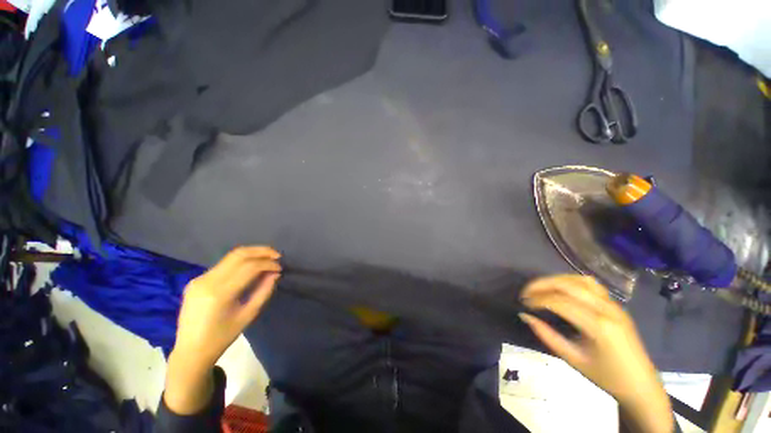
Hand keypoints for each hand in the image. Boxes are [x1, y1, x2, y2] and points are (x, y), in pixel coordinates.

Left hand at [164, 246, 281, 413]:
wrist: (189, 352)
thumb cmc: (222, 338)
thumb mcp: (248, 317)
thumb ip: (263, 292)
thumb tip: (275, 273)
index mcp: (220, 293)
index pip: (249, 266)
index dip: (268, 261)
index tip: (281, 264)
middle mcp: (206, 281)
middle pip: (238, 255)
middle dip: (261, 251)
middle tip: (277, 255)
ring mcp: (199, 280)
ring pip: (230, 257)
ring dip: (251, 255)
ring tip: (268, 259)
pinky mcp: (196, 282)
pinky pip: (223, 265)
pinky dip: (240, 262)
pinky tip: (249, 268)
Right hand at [519, 275, 673, 432]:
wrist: (641, 385)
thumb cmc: (606, 377)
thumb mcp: (573, 359)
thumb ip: (547, 335)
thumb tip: (525, 316)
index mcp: (598, 326)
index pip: (559, 302)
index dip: (537, 299)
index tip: (523, 303)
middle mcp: (606, 309)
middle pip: (568, 285)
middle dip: (542, 285)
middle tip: (526, 292)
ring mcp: (614, 304)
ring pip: (579, 280)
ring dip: (556, 280)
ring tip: (540, 287)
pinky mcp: (616, 304)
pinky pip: (591, 284)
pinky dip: (571, 280)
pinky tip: (561, 288)